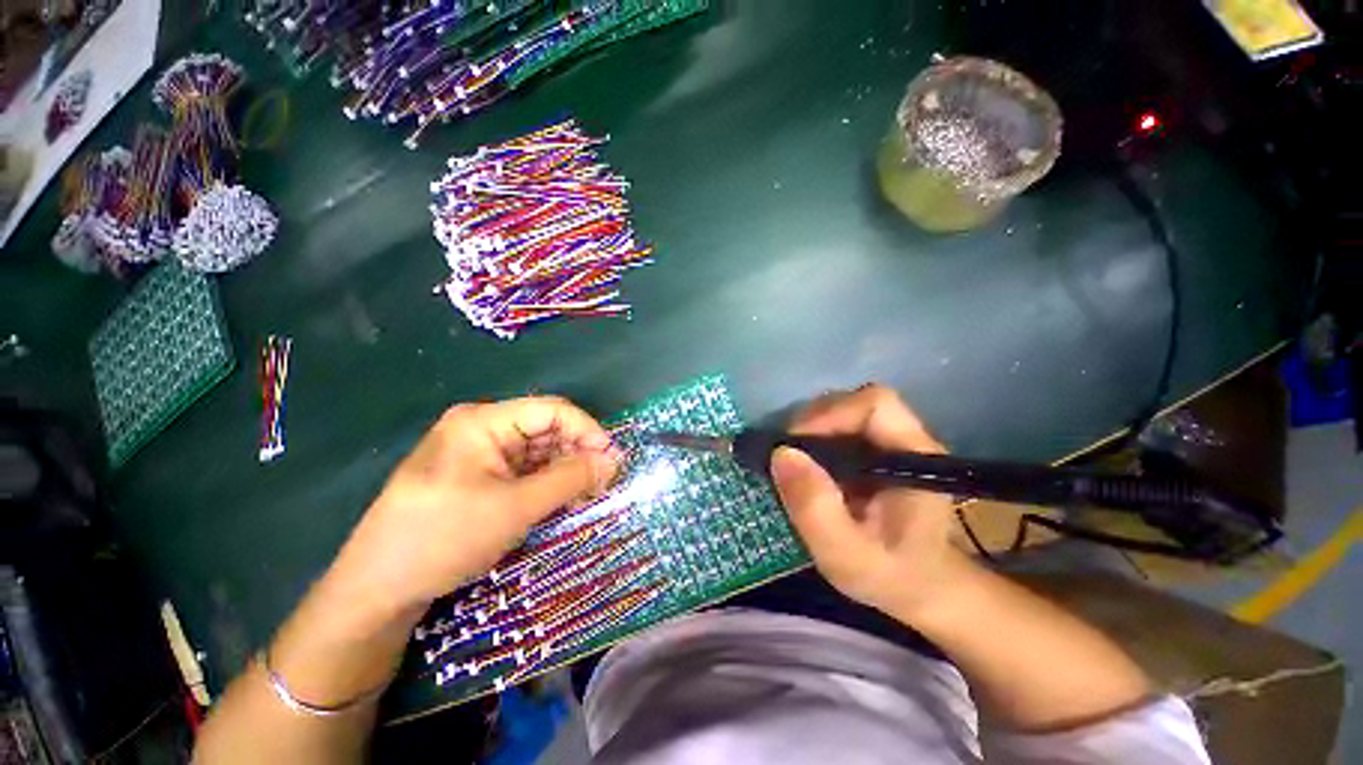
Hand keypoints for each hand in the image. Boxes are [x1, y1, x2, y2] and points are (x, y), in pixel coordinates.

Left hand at [330, 397, 621, 617]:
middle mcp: (482, 430)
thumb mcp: (515, 508)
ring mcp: (479, 454)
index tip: (612, 460)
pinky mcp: (478, 478)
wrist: (376, 592)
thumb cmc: (443, 538)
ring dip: (565, 471)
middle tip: (603, 484)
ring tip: (587, 496)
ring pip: (538, 453)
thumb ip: (570, 479)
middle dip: (578, 454)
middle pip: (546, 430)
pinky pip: (524, 472)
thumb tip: (614, 460)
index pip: (551, 411)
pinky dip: (547, 484)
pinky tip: (562, 502)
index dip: (587, 431)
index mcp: (483, 421)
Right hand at [770, 384, 965, 619]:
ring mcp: (889, 441)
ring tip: (794, 466)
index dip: (830, 414)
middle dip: (812, 424)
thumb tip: (781, 454)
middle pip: (852, 403)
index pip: (874, 404)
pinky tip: (806, 469)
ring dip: (809, 432)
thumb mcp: (849, 557)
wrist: (923, 589)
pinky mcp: (873, 450)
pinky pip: (837, 428)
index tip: (797, 446)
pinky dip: (813, 441)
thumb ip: (816, 510)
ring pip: (841, 412)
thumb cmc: (894, 576)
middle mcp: (905, 438)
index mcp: (914, 456)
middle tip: (786, 459)